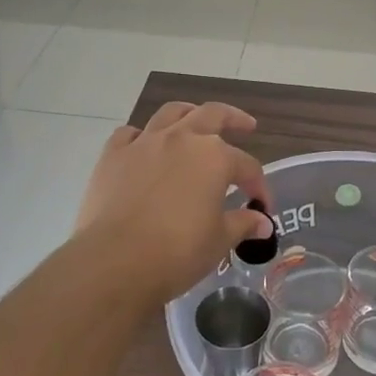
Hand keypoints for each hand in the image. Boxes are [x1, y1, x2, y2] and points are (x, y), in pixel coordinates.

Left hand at [72, 101, 274, 304]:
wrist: (114, 261)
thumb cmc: (177, 252)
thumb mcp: (219, 241)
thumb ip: (242, 224)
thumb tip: (262, 221)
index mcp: (214, 157)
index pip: (246, 165)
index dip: (258, 185)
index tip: (262, 206)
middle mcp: (182, 139)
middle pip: (213, 115)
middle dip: (234, 119)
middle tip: (246, 125)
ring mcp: (145, 143)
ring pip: (171, 113)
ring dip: (188, 114)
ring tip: (195, 120)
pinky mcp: (113, 155)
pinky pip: (130, 134)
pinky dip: (141, 136)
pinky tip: (144, 147)